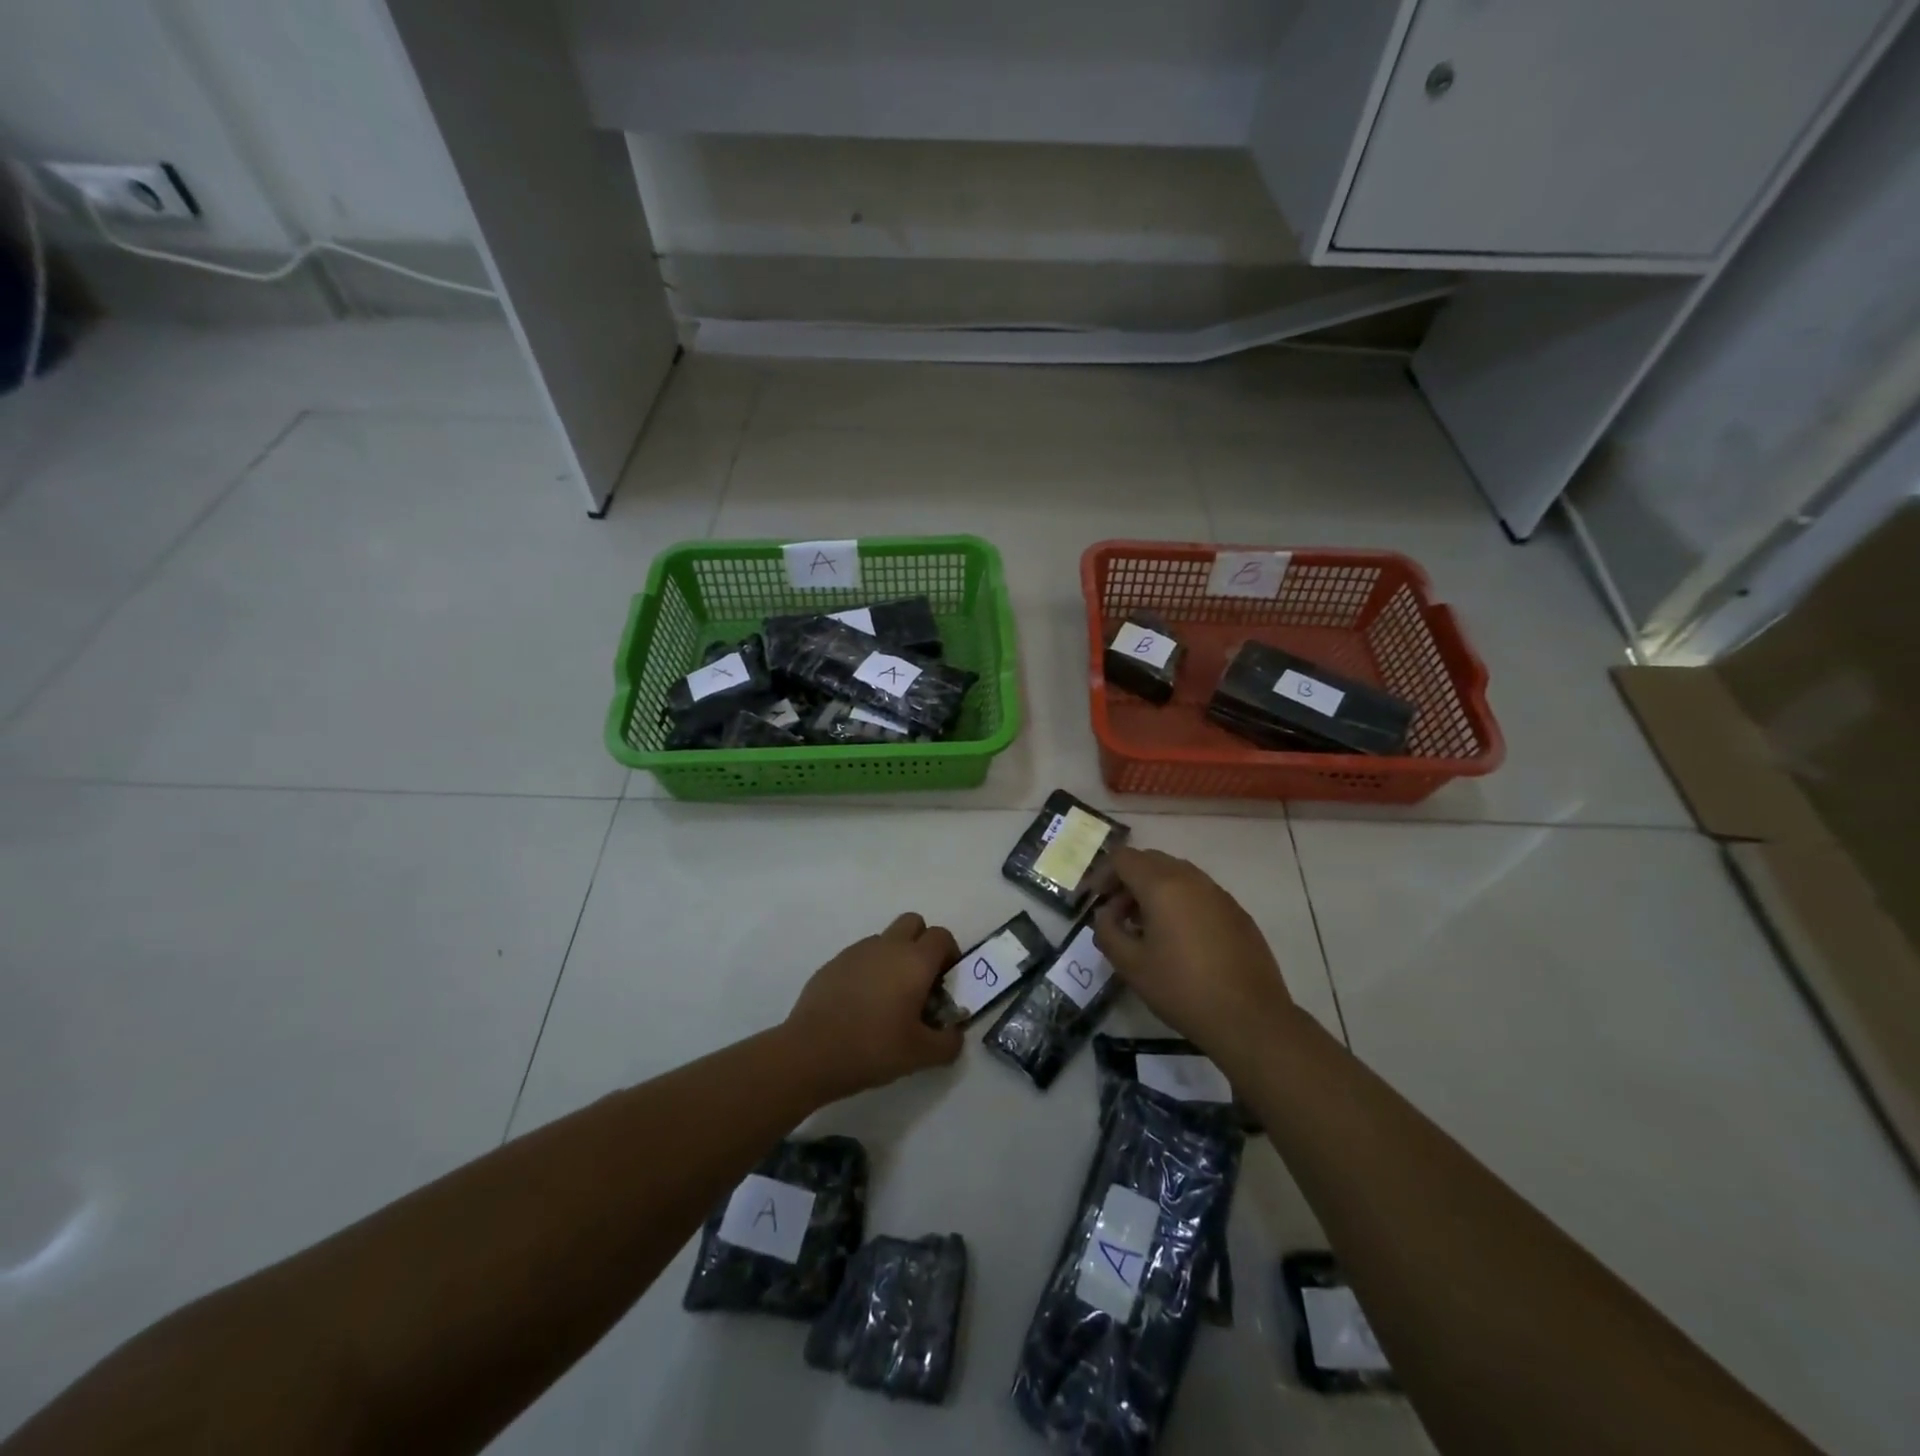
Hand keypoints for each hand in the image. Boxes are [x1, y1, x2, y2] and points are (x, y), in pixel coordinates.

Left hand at [784, 913, 964, 1100]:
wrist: (811, 1052)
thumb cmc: (873, 1048)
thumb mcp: (921, 1055)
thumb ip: (948, 1043)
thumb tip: (954, 1033)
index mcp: (914, 961)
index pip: (942, 937)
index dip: (950, 955)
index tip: (945, 983)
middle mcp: (888, 946)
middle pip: (914, 923)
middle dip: (923, 943)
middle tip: (921, 980)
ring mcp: (857, 951)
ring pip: (885, 939)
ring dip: (894, 957)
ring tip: (889, 998)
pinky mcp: (833, 963)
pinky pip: (861, 956)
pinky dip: (868, 970)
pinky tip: (860, 1004)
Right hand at [1093, 847, 1295, 1061]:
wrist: (1249, 1018)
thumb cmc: (1182, 989)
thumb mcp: (1131, 965)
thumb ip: (1107, 931)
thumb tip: (1105, 914)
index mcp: (1162, 885)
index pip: (1123, 857)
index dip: (1102, 874)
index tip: (1093, 900)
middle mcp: (1191, 879)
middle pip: (1150, 860)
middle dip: (1127, 880)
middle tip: (1116, 914)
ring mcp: (1218, 893)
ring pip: (1176, 874)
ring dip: (1153, 890)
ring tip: (1144, 927)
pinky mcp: (1236, 912)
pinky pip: (1198, 892)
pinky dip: (1178, 901)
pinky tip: (1178, 938)